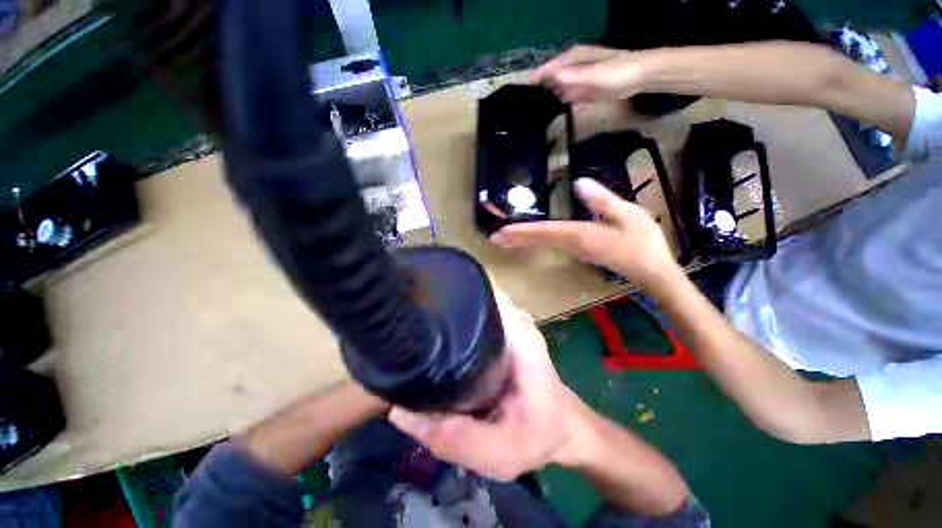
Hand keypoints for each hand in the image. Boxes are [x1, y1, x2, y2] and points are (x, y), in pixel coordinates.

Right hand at [389, 289, 585, 480]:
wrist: (561, 430)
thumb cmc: (538, 437)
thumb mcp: (497, 452)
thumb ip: (452, 437)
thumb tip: (399, 411)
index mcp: (521, 340)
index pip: (489, 295)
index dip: (457, 287)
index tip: (422, 292)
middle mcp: (514, 322)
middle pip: (474, 295)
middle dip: (442, 300)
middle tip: (406, 316)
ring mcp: (509, 323)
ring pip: (473, 304)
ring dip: (447, 310)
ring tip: (412, 322)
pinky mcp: (501, 330)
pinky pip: (474, 316)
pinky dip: (455, 322)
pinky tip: (433, 336)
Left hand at [491, 178, 681, 294]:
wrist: (650, 270)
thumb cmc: (642, 242)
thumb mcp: (627, 215)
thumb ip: (601, 200)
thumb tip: (578, 183)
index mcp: (579, 234)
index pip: (544, 230)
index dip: (522, 230)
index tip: (502, 232)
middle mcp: (570, 244)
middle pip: (537, 239)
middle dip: (514, 238)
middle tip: (493, 239)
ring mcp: (573, 249)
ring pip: (541, 243)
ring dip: (521, 241)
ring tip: (503, 241)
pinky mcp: (579, 251)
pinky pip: (550, 244)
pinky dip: (534, 241)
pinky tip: (528, 241)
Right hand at [530, 45, 644, 102]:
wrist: (638, 77)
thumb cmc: (616, 72)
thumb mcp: (594, 74)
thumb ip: (574, 77)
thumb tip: (553, 80)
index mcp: (572, 59)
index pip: (547, 69)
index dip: (534, 80)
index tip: (521, 93)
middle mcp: (571, 68)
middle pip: (549, 80)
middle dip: (537, 91)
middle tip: (525, 108)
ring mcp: (577, 80)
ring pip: (556, 89)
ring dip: (546, 99)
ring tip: (532, 113)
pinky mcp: (583, 91)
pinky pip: (566, 97)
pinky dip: (558, 103)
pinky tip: (550, 113)